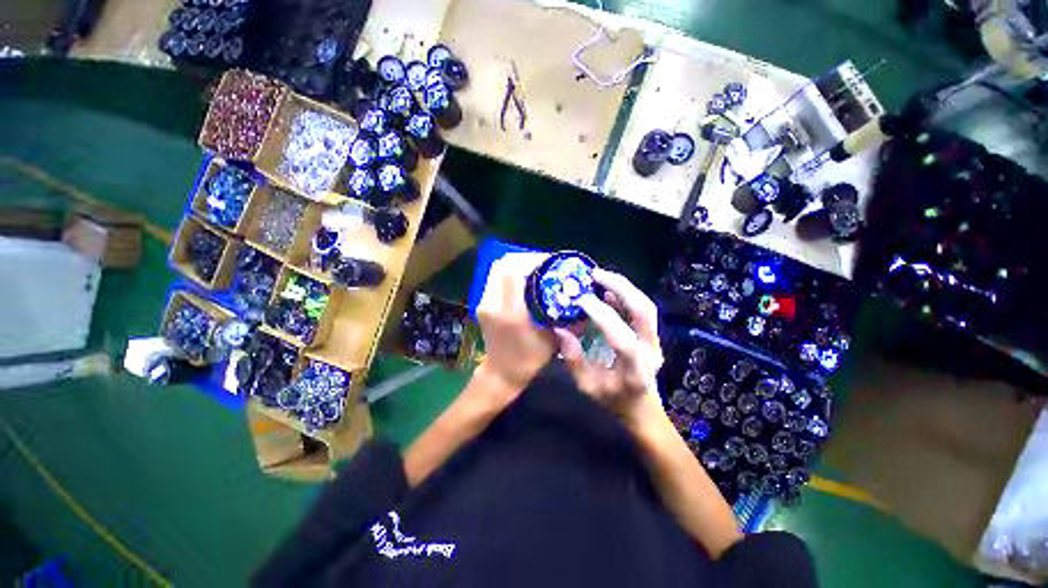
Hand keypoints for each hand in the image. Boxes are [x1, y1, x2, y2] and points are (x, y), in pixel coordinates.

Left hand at [475, 253, 557, 397]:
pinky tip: (524, 276)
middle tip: (545, 262)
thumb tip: (581, 296)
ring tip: (535, 266)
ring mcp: (483, 302)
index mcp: (511, 314)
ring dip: (516, 262)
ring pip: (496, 268)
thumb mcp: (553, 340)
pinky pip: (494, 277)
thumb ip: (566, 318)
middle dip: (526, 257)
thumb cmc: (529, 359)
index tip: (551, 261)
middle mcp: (493, 304)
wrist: (501, 372)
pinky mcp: (482, 303)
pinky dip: (509, 270)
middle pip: (503, 264)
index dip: (533, 261)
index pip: (515, 273)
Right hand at [555, 269, 664, 429]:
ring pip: (645, 305)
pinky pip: (641, 307)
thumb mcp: (587, 387)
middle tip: (594, 275)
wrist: (641, 405)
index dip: (603, 317)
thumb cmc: (612, 399)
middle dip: (620, 288)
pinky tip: (607, 288)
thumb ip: (573, 359)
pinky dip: (624, 294)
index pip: (624, 340)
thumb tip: (560, 328)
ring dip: (622, 286)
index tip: (581, 301)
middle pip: (644, 312)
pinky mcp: (651, 333)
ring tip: (598, 276)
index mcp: (635, 372)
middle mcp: (651, 352)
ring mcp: (655, 340)